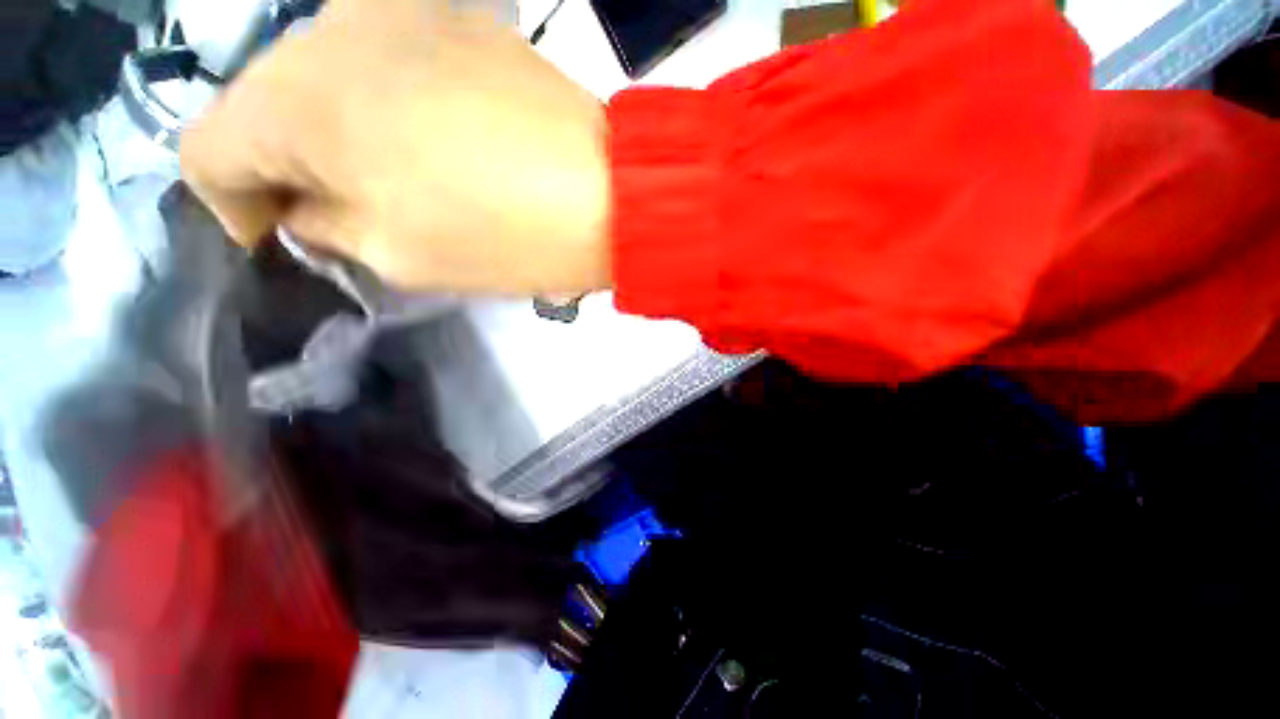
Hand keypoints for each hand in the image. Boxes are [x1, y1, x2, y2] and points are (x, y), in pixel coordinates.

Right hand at [181, 0, 610, 293]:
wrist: (604, 194)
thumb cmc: (502, 236)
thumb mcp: (396, 254)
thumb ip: (326, 225)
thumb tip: (302, 203)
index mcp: (292, 99)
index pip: (206, 151)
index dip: (232, 209)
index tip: (278, 241)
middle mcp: (325, 30)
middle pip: (262, 108)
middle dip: (287, 168)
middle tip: (340, 217)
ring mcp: (393, 12)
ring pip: (323, 80)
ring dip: (338, 135)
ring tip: (392, 183)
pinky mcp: (452, 18)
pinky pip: (382, 64)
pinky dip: (383, 107)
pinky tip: (428, 144)